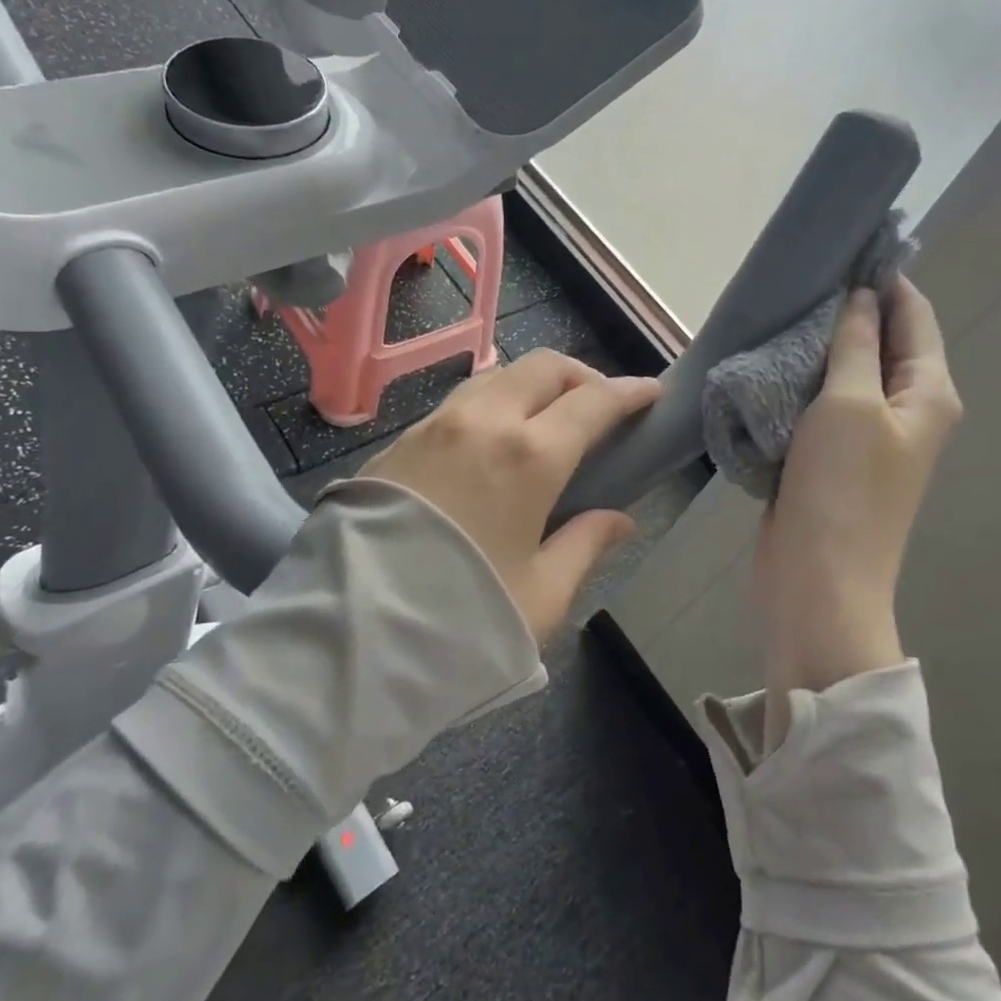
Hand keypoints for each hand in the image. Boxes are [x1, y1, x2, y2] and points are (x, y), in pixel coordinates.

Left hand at [363, 350, 661, 639]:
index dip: (629, 392)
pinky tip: (493, 442)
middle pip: (544, 367)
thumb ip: (585, 545)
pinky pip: (461, 401)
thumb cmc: (461, 618)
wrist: (349, 634)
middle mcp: (483, 422)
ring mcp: (435, 425)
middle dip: (581, 375)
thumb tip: (619, 520)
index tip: (650, 392)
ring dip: (534, 385)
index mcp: (530, 456)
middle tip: (598, 406)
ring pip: (498, 377)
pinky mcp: (400, 440)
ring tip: (547, 421)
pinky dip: (493, 404)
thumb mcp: (541, 593)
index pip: (594, 402)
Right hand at [753, 277, 962, 746]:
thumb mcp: (849, 405)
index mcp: (927, 392)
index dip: (884, 277)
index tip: (844, 242)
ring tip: (778, 309)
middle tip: (798, 276)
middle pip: (880, 341)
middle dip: (845, 309)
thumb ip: (856, 346)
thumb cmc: (842, 490)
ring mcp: (866, 435)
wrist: (818, 581)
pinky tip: (768, 361)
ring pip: (844, 372)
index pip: (914, 314)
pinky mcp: (830, 456)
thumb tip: (861, 297)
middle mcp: (904, 409)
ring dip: (816, 346)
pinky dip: (798, 381)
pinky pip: (818, 403)